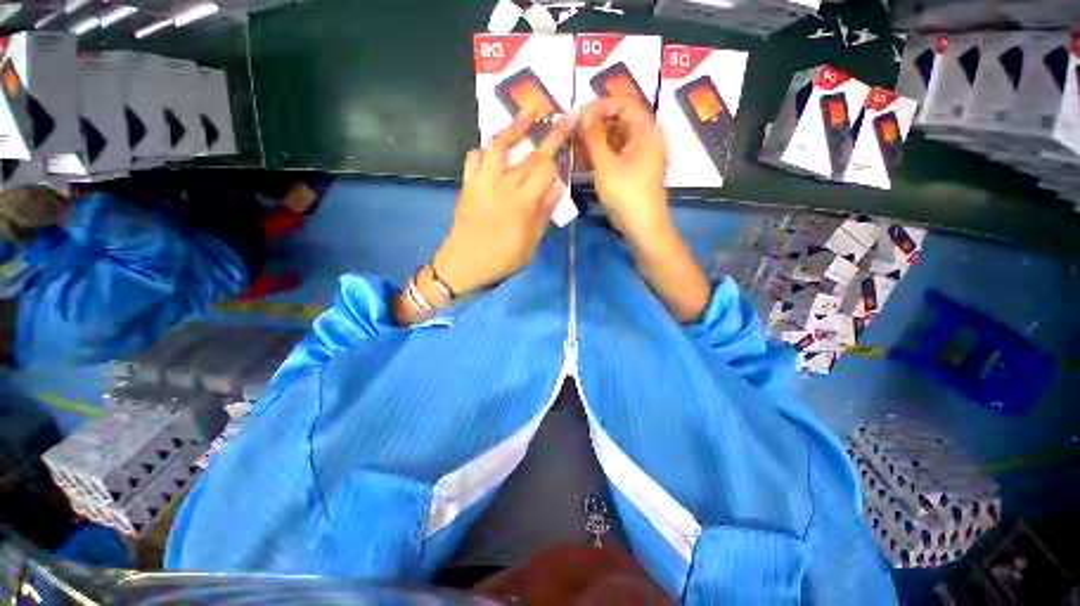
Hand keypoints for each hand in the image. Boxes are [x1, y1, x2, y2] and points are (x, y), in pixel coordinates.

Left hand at [433, 110, 571, 296]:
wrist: (464, 264)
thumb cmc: (502, 259)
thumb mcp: (531, 244)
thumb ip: (544, 215)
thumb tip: (558, 189)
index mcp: (523, 203)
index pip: (546, 171)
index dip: (558, 162)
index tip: (566, 157)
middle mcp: (504, 185)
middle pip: (530, 155)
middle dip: (551, 135)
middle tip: (565, 116)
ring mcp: (483, 181)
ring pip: (499, 145)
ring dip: (515, 126)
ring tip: (528, 111)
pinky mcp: (468, 184)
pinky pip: (474, 158)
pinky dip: (485, 150)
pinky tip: (494, 151)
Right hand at [577, 97, 668, 241]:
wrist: (641, 225)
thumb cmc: (626, 192)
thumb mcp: (606, 163)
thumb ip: (593, 136)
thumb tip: (581, 114)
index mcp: (646, 130)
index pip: (624, 104)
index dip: (600, 106)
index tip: (579, 115)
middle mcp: (646, 138)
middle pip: (619, 120)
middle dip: (594, 124)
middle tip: (572, 132)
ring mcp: (640, 156)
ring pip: (615, 139)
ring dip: (594, 141)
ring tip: (573, 146)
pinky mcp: (633, 170)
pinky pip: (616, 154)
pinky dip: (600, 155)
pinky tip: (582, 160)